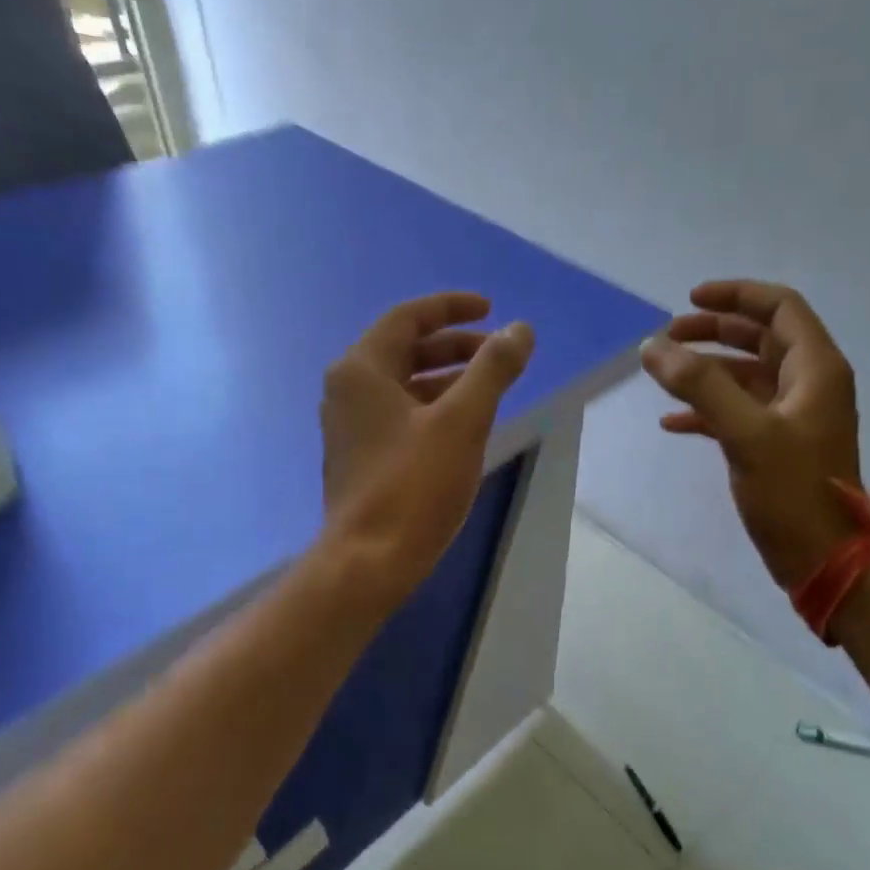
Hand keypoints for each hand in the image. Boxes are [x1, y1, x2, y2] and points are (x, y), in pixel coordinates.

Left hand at [321, 292, 533, 596]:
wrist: (369, 561)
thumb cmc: (414, 485)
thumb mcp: (463, 421)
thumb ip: (493, 369)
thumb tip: (520, 329)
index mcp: (362, 369)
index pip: (408, 318)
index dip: (452, 308)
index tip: (491, 310)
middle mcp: (348, 390)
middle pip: (406, 349)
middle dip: (455, 346)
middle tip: (499, 353)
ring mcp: (351, 425)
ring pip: (405, 384)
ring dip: (447, 378)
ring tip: (491, 387)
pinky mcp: (360, 456)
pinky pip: (401, 414)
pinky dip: (434, 407)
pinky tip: (465, 425)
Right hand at [641, 280, 863, 588]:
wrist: (826, 559)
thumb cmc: (794, 492)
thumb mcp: (746, 433)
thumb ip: (700, 385)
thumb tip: (653, 346)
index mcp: (815, 369)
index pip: (779, 308)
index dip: (736, 295)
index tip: (690, 300)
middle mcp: (809, 384)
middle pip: (760, 338)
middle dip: (714, 331)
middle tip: (668, 336)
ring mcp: (794, 416)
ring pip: (747, 376)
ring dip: (706, 371)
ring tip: (663, 374)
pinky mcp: (778, 445)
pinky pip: (740, 412)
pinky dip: (708, 410)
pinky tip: (672, 424)